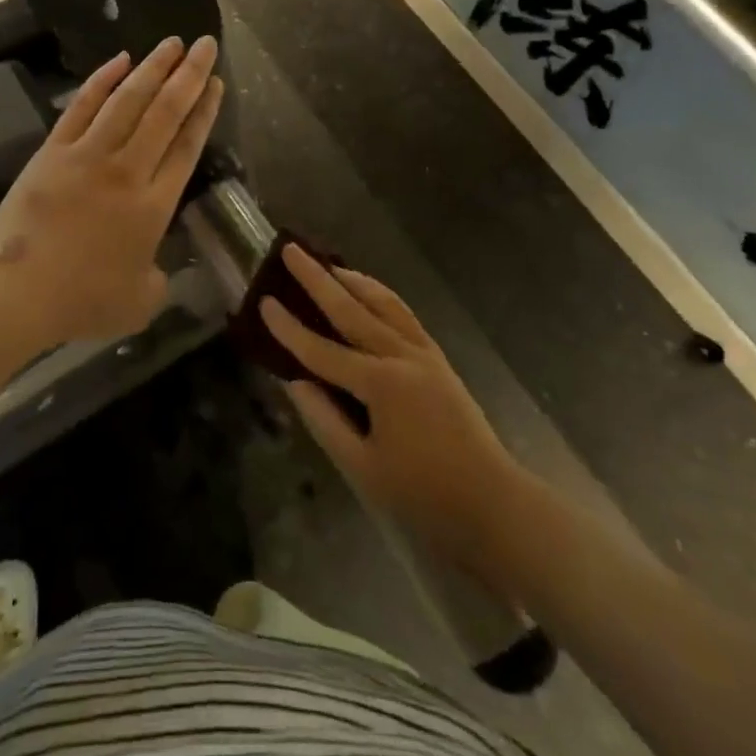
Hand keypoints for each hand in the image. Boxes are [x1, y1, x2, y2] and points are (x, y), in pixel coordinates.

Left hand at [0, 36, 223, 347]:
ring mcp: (88, 154)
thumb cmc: (82, 300)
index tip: (216, 83)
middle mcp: (127, 170)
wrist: (17, 290)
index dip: (205, 112)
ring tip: (172, 43)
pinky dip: (102, 80)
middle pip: (165, 112)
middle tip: (206, 44)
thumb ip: (158, 280)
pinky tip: (120, 59)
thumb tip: (156, 267)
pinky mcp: (54, 150)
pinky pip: (83, 106)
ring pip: (128, 100)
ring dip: (153, 68)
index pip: (187, 146)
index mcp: (154, 205)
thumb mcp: (139, 302)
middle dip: (190, 76)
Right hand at [262, 246, 519, 568]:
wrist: (492, 504)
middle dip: (317, 279)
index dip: (289, 329)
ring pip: (383, 304)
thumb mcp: (362, 467)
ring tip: (328, 264)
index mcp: (381, 384)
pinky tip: (369, 293)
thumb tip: (295, 381)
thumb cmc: (423, 495)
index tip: (263, 301)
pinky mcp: (439, 359)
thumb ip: (324, 419)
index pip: (322, 350)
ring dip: (353, 280)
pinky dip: (381, 296)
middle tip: (291, 250)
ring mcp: (425, 354)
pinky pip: (404, 315)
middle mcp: (403, 357)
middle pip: (352, 309)